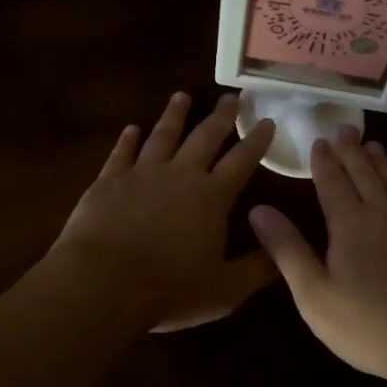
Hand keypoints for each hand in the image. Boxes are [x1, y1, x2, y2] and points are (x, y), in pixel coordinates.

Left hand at [49, 91, 277, 331]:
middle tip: (233, 96)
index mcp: (212, 197)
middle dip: (222, 116)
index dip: (257, 141)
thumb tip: (284, 251)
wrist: (102, 283)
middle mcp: (181, 175)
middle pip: (205, 137)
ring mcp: (142, 174)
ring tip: (182, 96)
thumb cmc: (169, 290)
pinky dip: (128, 139)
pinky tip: (131, 129)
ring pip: (163, 135)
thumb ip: (257, 269)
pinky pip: (121, 153)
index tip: (267, 120)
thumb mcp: (225, 290)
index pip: (242, 161)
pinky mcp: (108, 181)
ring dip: (175, 115)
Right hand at [248, 126, 386, 383]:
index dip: (324, 161)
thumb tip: (258, 209)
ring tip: (373, 144)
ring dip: (381, 161)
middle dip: (352, 150)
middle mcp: (383, 213)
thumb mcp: (315, 294)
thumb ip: (287, 249)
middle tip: (346, 128)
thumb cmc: (369, 325)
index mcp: (349, 223)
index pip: (332, 182)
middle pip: (365, 173)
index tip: (319, 140)